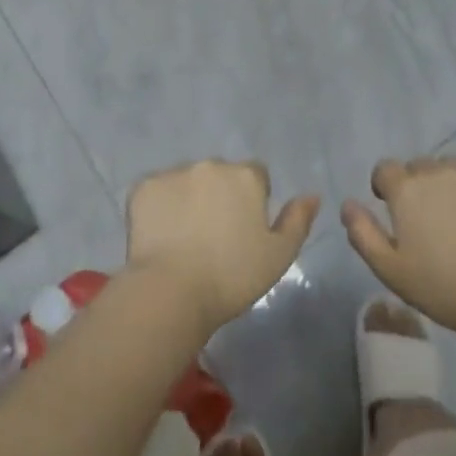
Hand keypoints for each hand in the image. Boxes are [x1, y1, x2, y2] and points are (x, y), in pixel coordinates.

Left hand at [126, 161, 319, 336]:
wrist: (172, 291)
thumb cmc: (232, 277)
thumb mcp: (279, 256)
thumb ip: (297, 221)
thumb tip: (312, 195)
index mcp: (245, 176)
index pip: (255, 175)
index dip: (252, 200)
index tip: (243, 230)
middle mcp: (210, 164)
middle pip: (219, 175)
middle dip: (219, 195)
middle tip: (213, 235)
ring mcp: (174, 173)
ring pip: (187, 180)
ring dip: (189, 197)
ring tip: (184, 236)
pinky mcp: (144, 187)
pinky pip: (156, 191)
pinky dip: (159, 206)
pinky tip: (160, 235)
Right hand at [343, 158, 455, 343]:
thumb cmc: (447, 288)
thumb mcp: (392, 271)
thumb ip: (363, 234)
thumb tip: (347, 204)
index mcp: (406, 189)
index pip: (385, 169)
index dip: (385, 188)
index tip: (394, 212)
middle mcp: (437, 170)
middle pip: (419, 167)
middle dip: (418, 186)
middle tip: (429, 221)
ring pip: (452, 165)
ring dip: (449, 182)